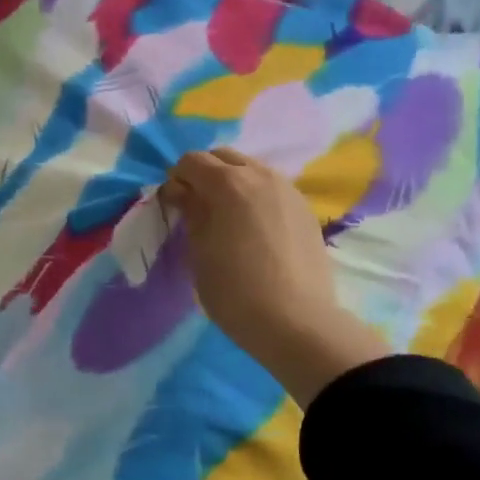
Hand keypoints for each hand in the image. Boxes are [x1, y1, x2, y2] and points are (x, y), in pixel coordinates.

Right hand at [161, 148, 388, 406]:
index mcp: (228, 182)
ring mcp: (288, 190)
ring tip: (228, 218)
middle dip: (205, 174)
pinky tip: (254, 229)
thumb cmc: (235, 289)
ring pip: (252, 170)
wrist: (297, 322)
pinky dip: (256, 196)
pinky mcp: (305, 209)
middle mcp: (260, 175)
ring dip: (233, 183)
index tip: (174, 205)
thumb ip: (190, 212)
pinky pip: (272, 189)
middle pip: (224, 157)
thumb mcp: (199, 251)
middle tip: (198, 207)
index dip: (177, 179)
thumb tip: (181, 190)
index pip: (192, 161)